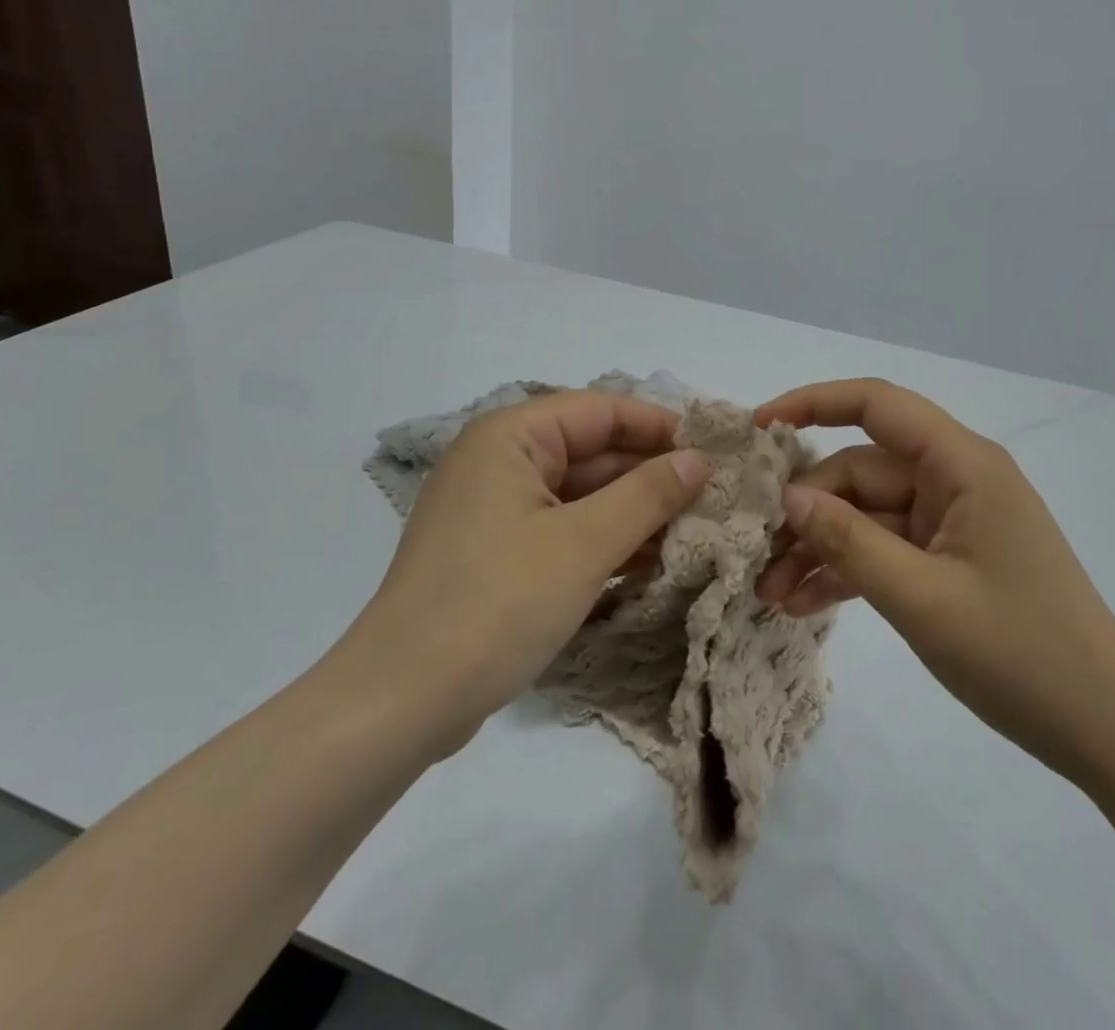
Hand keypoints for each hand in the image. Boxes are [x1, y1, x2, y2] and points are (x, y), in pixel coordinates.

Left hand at [338, 392, 709, 754]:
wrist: (401, 703)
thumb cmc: (496, 603)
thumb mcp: (584, 544)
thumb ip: (647, 495)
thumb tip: (698, 459)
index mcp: (510, 436)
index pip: (600, 410)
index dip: (658, 427)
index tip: (714, 451)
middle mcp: (500, 461)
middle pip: (592, 452)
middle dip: (650, 476)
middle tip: (714, 499)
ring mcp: (496, 510)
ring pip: (581, 495)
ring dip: (633, 513)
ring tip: (696, 533)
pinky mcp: (497, 554)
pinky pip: (563, 530)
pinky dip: (604, 542)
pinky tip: (653, 563)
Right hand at [755, 379, 1114, 779]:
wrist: (1109, 734)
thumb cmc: (1022, 656)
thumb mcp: (921, 599)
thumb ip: (848, 541)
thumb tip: (788, 497)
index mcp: (962, 464)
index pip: (877, 405)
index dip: (813, 403)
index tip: (758, 428)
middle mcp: (956, 479)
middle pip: (861, 471)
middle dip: (806, 511)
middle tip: (757, 559)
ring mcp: (952, 521)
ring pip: (866, 514)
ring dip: (819, 548)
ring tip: (771, 593)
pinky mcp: (950, 558)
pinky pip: (886, 548)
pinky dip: (848, 570)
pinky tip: (804, 604)